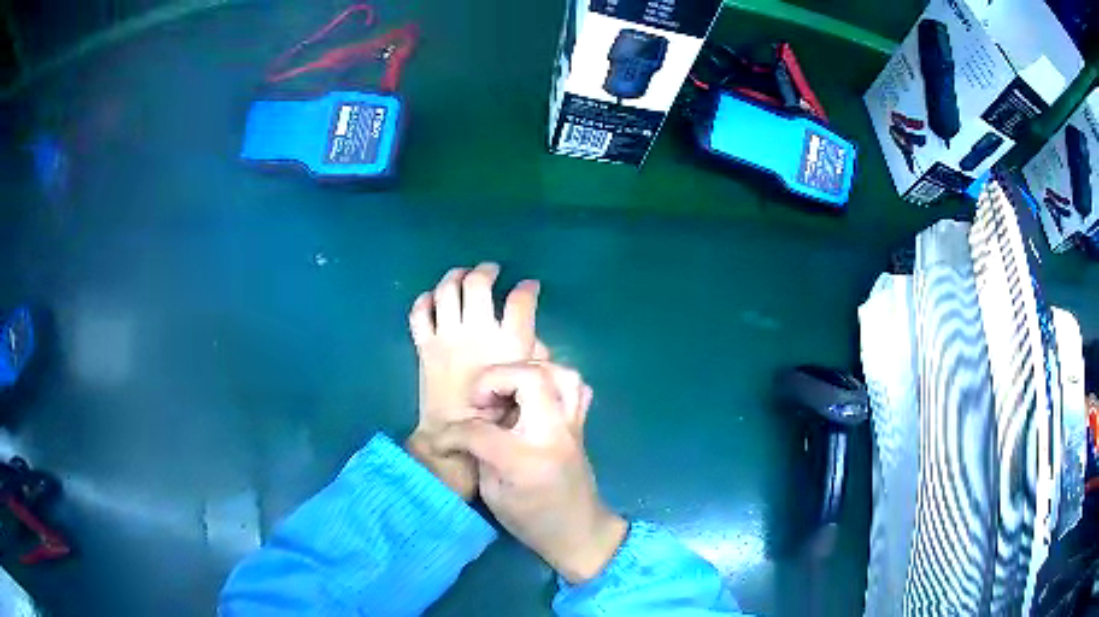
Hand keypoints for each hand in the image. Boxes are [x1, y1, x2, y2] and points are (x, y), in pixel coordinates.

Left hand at [406, 263, 545, 499]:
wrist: (451, 437)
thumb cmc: (495, 420)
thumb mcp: (525, 390)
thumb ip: (532, 363)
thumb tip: (532, 342)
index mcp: (507, 344)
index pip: (520, 301)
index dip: (527, 288)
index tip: (530, 285)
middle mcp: (476, 332)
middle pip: (478, 283)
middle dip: (486, 271)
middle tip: (491, 271)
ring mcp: (446, 336)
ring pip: (446, 290)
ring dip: (455, 276)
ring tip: (462, 274)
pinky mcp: (424, 345)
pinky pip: (419, 313)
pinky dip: (424, 300)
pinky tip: (432, 298)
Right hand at [433, 362, 627, 583]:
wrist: (580, 532)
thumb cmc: (532, 522)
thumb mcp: (493, 494)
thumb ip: (479, 454)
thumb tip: (463, 431)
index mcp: (525, 459)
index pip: (480, 429)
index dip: (452, 433)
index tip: (440, 442)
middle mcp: (553, 432)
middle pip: (530, 377)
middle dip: (496, 379)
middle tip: (481, 403)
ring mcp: (572, 425)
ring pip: (560, 372)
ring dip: (527, 372)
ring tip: (508, 392)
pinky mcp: (580, 423)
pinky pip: (575, 386)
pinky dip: (553, 381)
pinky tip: (533, 399)